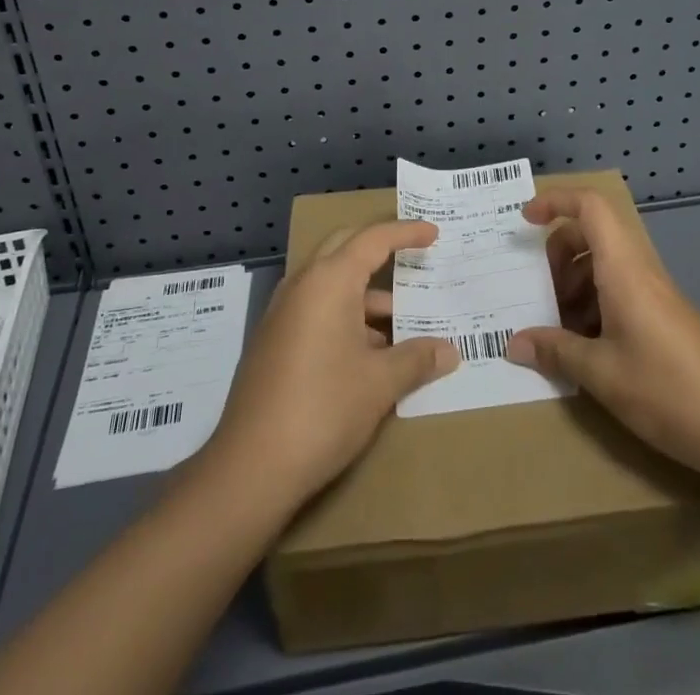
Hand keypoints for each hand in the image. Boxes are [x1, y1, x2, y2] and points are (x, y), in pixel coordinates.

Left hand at [206, 221, 458, 506]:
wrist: (250, 467)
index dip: (406, 233)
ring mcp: (283, 313)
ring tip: (403, 323)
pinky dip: (346, 316)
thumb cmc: (323, 409)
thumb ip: (417, 359)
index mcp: (329, 281)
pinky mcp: (274, 340)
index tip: (433, 232)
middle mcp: (302, 285)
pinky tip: (371, 352)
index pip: (373, 240)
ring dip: (366, 295)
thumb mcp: (379, 383)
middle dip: (380, 249)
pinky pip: (317, 309)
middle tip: (413, 257)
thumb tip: (449, 352)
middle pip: (346, 248)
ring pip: (332, 284)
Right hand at [506, 188, 699, 486]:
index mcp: (623, 269)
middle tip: (538, 292)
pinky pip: (619, 292)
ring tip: (556, 329)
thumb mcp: (602, 375)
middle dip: (558, 254)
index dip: (555, 201)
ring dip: (574, 285)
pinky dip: (594, 307)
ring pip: (604, 266)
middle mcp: (639, 271)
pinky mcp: (664, 320)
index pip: (590, 207)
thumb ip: (556, 352)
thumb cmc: (669, 391)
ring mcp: (655, 295)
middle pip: (592, 235)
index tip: (524, 220)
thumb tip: (514, 344)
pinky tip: (585, 349)